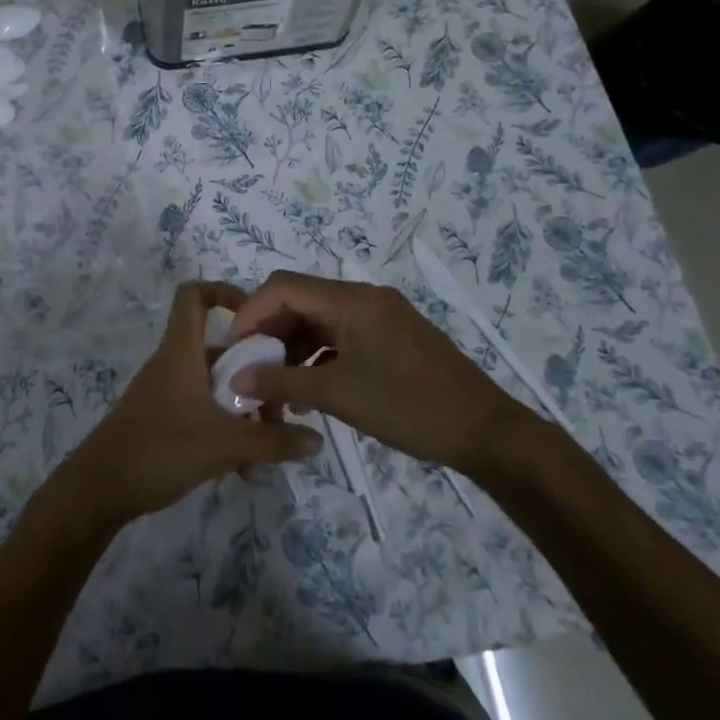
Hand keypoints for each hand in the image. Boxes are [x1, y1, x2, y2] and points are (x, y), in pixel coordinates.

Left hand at [56, 282, 322, 527]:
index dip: (224, 292)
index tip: (258, 317)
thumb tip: (317, 440)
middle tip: (279, 409)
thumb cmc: (159, 450)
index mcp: (181, 352)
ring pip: (214, 388)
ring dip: (241, 413)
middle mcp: (172, 364)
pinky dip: (223, 430)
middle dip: (253, 376)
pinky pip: (201, 412)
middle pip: (219, 351)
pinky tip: (239, 470)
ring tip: (264, 452)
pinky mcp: (160, 420)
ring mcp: (164, 393)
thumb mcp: (225, 445)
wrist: (98, 490)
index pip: (194, 295)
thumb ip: (273, 441)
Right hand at [226, 271, 532, 476]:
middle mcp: (364, 298)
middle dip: (269, 332)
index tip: (232, 349)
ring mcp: (379, 317)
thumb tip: (235, 379)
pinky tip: (308, 390)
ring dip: (292, 348)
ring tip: (274, 386)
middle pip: (300, 300)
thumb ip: (283, 383)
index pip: (283, 287)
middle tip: (248, 368)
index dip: (251, 312)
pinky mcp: (390, 338)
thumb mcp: (340, 395)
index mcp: (352, 299)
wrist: (486, 433)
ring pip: (319, 321)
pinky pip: (340, 337)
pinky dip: (318, 357)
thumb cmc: (410, 406)